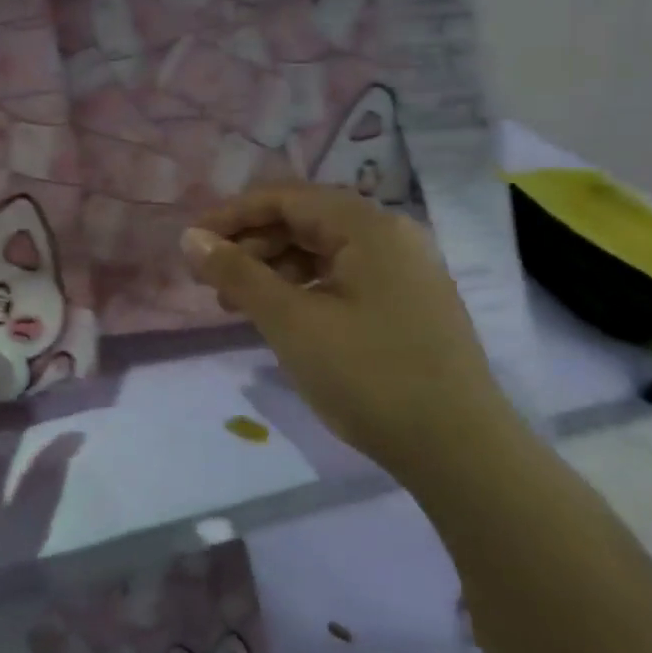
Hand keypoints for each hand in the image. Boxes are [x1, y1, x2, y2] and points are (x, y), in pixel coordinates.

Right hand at [181, 184, 516, 480]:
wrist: (461, 454)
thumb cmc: (369, 376)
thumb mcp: (291, 322)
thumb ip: (237, 273)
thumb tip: (190, 238)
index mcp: (368, 227)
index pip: (286, 198)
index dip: (232, 215)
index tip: (192, 243)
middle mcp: (390, 236)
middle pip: (304, 220)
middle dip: (250, 244)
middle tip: (210, 279)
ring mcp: (404, 271)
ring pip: (321, 251)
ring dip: (272, 269)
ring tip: (235, 304)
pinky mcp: (407, 304)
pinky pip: (342, 277)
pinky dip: (302, 289)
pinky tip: (279, 317)